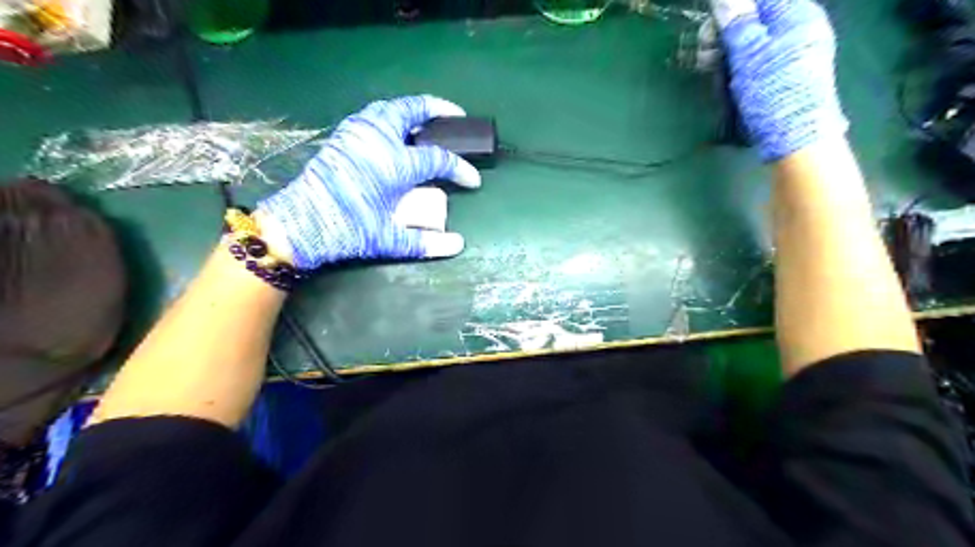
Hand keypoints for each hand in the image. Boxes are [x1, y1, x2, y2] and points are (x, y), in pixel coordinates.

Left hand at [253, 96, 478, 269]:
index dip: (461, 169)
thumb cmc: (348, 230)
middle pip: (414, 111)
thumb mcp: (390, 240)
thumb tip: (459, 245)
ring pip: (391, 108)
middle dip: (439, 110)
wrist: (302, 223)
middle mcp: (378, 139)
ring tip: (427, 121)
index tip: (473, 181)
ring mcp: (358, 133)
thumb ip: (426, 242)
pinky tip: (396, 130)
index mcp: (395, 164)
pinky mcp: (343, 136)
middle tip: (456, 116)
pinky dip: (391, 115)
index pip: (439, 159)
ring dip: (413, 110)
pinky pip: (373, 115)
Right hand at [714, 0, 851, 162]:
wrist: (795, 137)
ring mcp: (792, 52)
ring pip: (751, 39)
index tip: (708, 30)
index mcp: (796, 15)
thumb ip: (737, 22)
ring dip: (726, 50)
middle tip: (704, 53)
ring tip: (708, 66)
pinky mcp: (783, 73)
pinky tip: (724, 76)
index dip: (730, 9)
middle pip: (754, 18)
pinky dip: (737, 63)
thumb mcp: (750, 55)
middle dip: (725, 31)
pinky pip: (756, 57)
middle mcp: (798, 28)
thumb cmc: (773, 92)